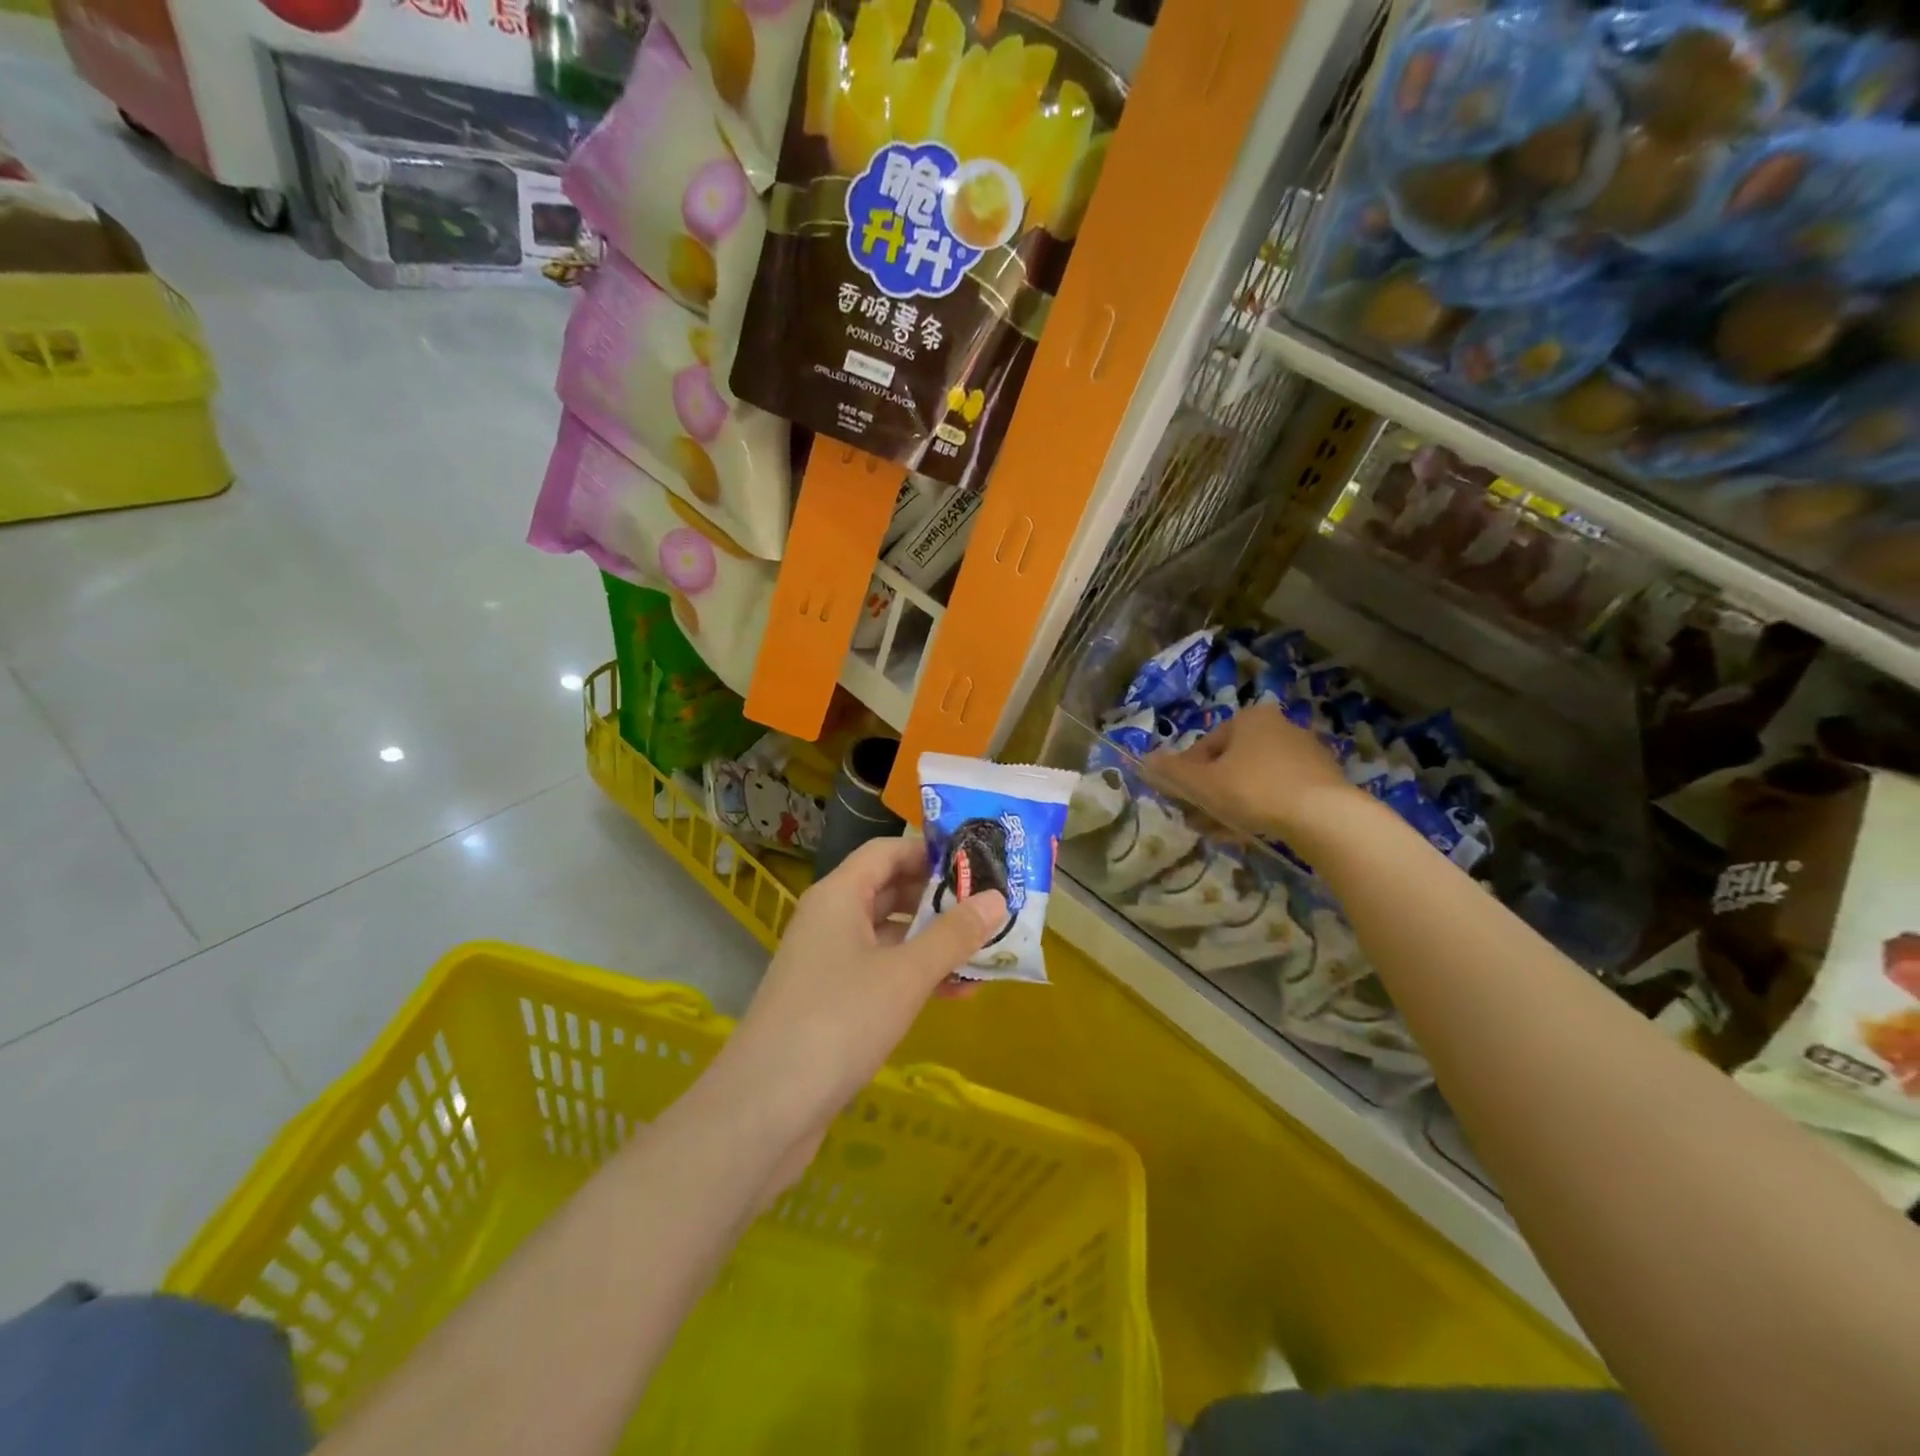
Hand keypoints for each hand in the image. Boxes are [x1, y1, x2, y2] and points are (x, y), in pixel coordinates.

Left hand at [714, 837, 1004, 1193]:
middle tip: (991, 908)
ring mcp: (829, 963)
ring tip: (986, 952)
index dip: (931, 851)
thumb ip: (953, 935)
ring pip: (890, 936)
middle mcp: (831, 920)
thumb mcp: (906, 974)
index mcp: (839, 896)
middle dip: (940, 899)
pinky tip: (956, 994)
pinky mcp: (832, 1003)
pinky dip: (916, 976)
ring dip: (934, 942)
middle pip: (891, 891)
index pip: (888, 852)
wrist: (765, 1109)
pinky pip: (882, 973)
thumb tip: (998, 899)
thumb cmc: (838, 1021)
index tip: (979, 863)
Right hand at [1144, 701, 1358, 841]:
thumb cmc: (1255, 791)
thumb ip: (1172, 772)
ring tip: (1224, 831)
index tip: (1182, 802)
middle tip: (1200, 819)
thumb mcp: (1203, 783)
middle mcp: (1280, 726)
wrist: (1325, 817)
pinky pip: (1281, 791)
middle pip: (1231, 762)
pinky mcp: (1324, 779)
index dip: (1187, 775)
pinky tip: (1255, 831)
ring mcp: (1306, 752)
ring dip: (1235, 802)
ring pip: (1255, 779)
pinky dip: (1264, 808)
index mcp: (1249, 718)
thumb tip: (1144, 760)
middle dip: (1212, 792)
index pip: (1205, 746)